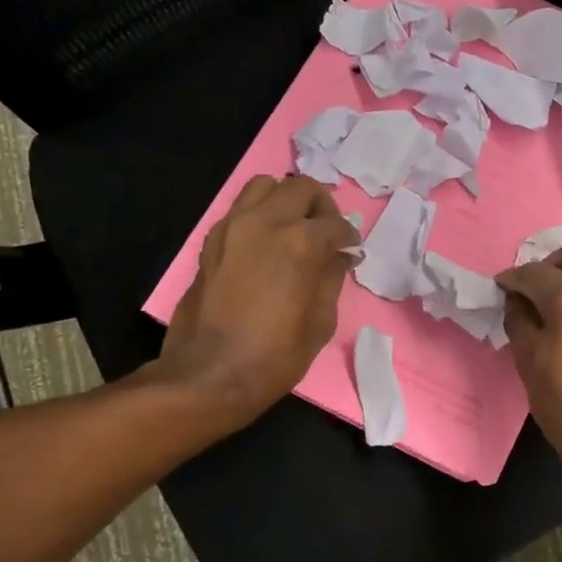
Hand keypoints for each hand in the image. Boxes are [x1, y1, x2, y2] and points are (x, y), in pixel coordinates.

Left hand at [155, 175, 359, 426]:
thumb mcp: (320, 321)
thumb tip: (339, 256)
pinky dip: (259, 214)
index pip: (335, 224)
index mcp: (299, 242)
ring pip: (264, 186)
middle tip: (326, 232)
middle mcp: (265, 222)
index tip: (351, 251)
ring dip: (285, 200)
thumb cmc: (274, 355)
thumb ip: (331, 278)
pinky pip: (240, 209)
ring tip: (294, 228)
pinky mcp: (211, 241)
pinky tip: (267, 244)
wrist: (209, 375)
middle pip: (300, 187)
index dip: (349, 238)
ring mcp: (232, 227)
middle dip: (320, 205)